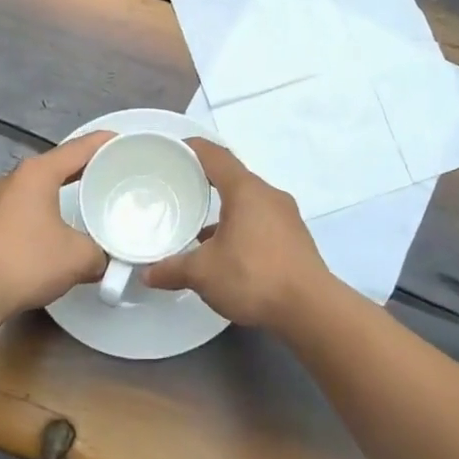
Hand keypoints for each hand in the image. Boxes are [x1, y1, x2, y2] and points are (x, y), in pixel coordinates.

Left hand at [0, 132, 113, 320]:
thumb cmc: (28, 261)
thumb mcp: (79, 257)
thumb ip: (100, 252)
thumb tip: (102, 259)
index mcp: (37, 173)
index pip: (78, 148)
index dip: (104, 143)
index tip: (124, 142)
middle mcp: (14, 179)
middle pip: (56, 165)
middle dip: (84, 169)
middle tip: (111, 175)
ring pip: (37, 188)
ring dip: (60, 193)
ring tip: (86, 203)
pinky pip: (24, 209)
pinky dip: (43, 213)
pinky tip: (56, 230)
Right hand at [144, 139, 330, 331]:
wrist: (311, 309)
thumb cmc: (254, 276)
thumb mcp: (203, 273)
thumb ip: (172, 269)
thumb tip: (147, 274)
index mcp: (246, 190)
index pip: (216, 156)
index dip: (193, 149)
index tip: (172, 150)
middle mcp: (269, 195)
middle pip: (233, 178)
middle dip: (205, 182)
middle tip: (179, 189)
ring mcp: (286, 216)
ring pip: (248, 202)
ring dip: (224, 209)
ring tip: (197, 226)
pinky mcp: (294, 238)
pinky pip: (261, 221)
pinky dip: (240, 227)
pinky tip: (226, 251)